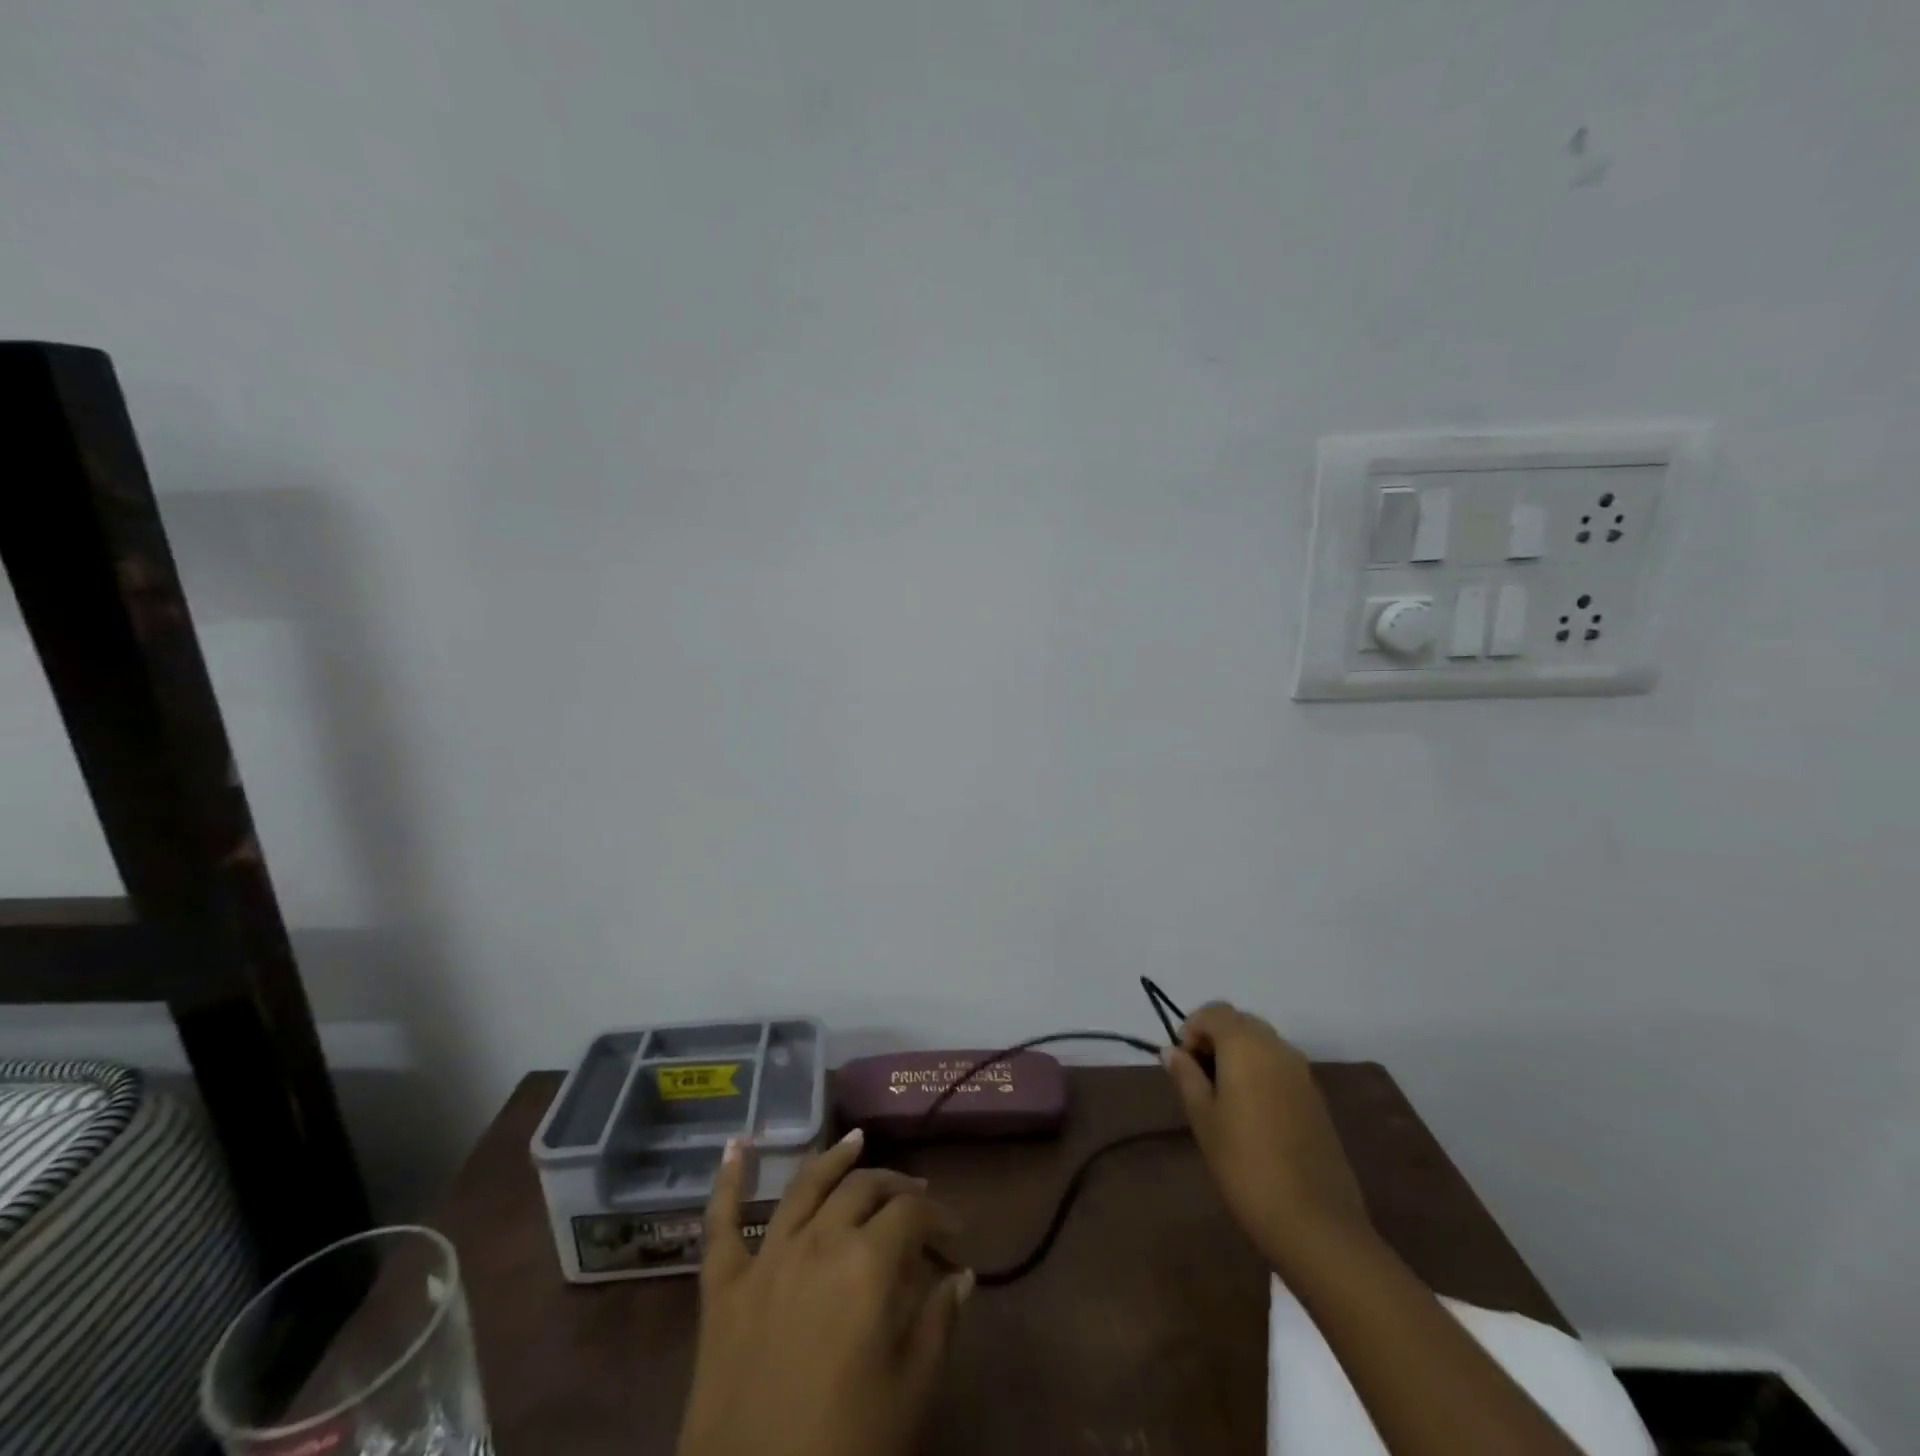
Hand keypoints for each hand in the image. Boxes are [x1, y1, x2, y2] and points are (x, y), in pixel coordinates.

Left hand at [676, 1129, 973, 1455]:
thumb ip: (938, 1323)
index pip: (912, 1213)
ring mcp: (766, 1258)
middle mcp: (819, 1241)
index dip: (938, 1214)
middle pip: (863, 1188)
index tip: (956, 1233)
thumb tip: (961, 1275)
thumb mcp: (911, 1394)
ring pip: (805, 1186)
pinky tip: (735, 1145)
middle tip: (915, 1197)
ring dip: (833, 1158)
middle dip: (896, 1186)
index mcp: (868, 1263)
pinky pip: (721, 1223)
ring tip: (855, 1140)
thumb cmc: (846, 1451)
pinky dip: (727, 1180)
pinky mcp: (722, 1286)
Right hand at [1163, 1002, 1371, 1274]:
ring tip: (1224, 1098)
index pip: (1214, 1011)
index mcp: (1246, 1045)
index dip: (1192, 1029)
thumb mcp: (1203, 1119)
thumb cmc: (1245, 1164)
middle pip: (1240, 1022)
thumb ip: (1186, 1077)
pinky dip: (1261, 1073)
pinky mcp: (1317, 1098)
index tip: (1182, 1063)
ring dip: (1239, 1055)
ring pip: (1263, 1043)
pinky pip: (1281, 1067)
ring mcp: (1302, 1072)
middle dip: (1215, 1039)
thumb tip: (1171, 1051)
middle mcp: (1277, 1047)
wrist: (1315, 1222)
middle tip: (1199, 1079)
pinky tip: (1253, 1115)